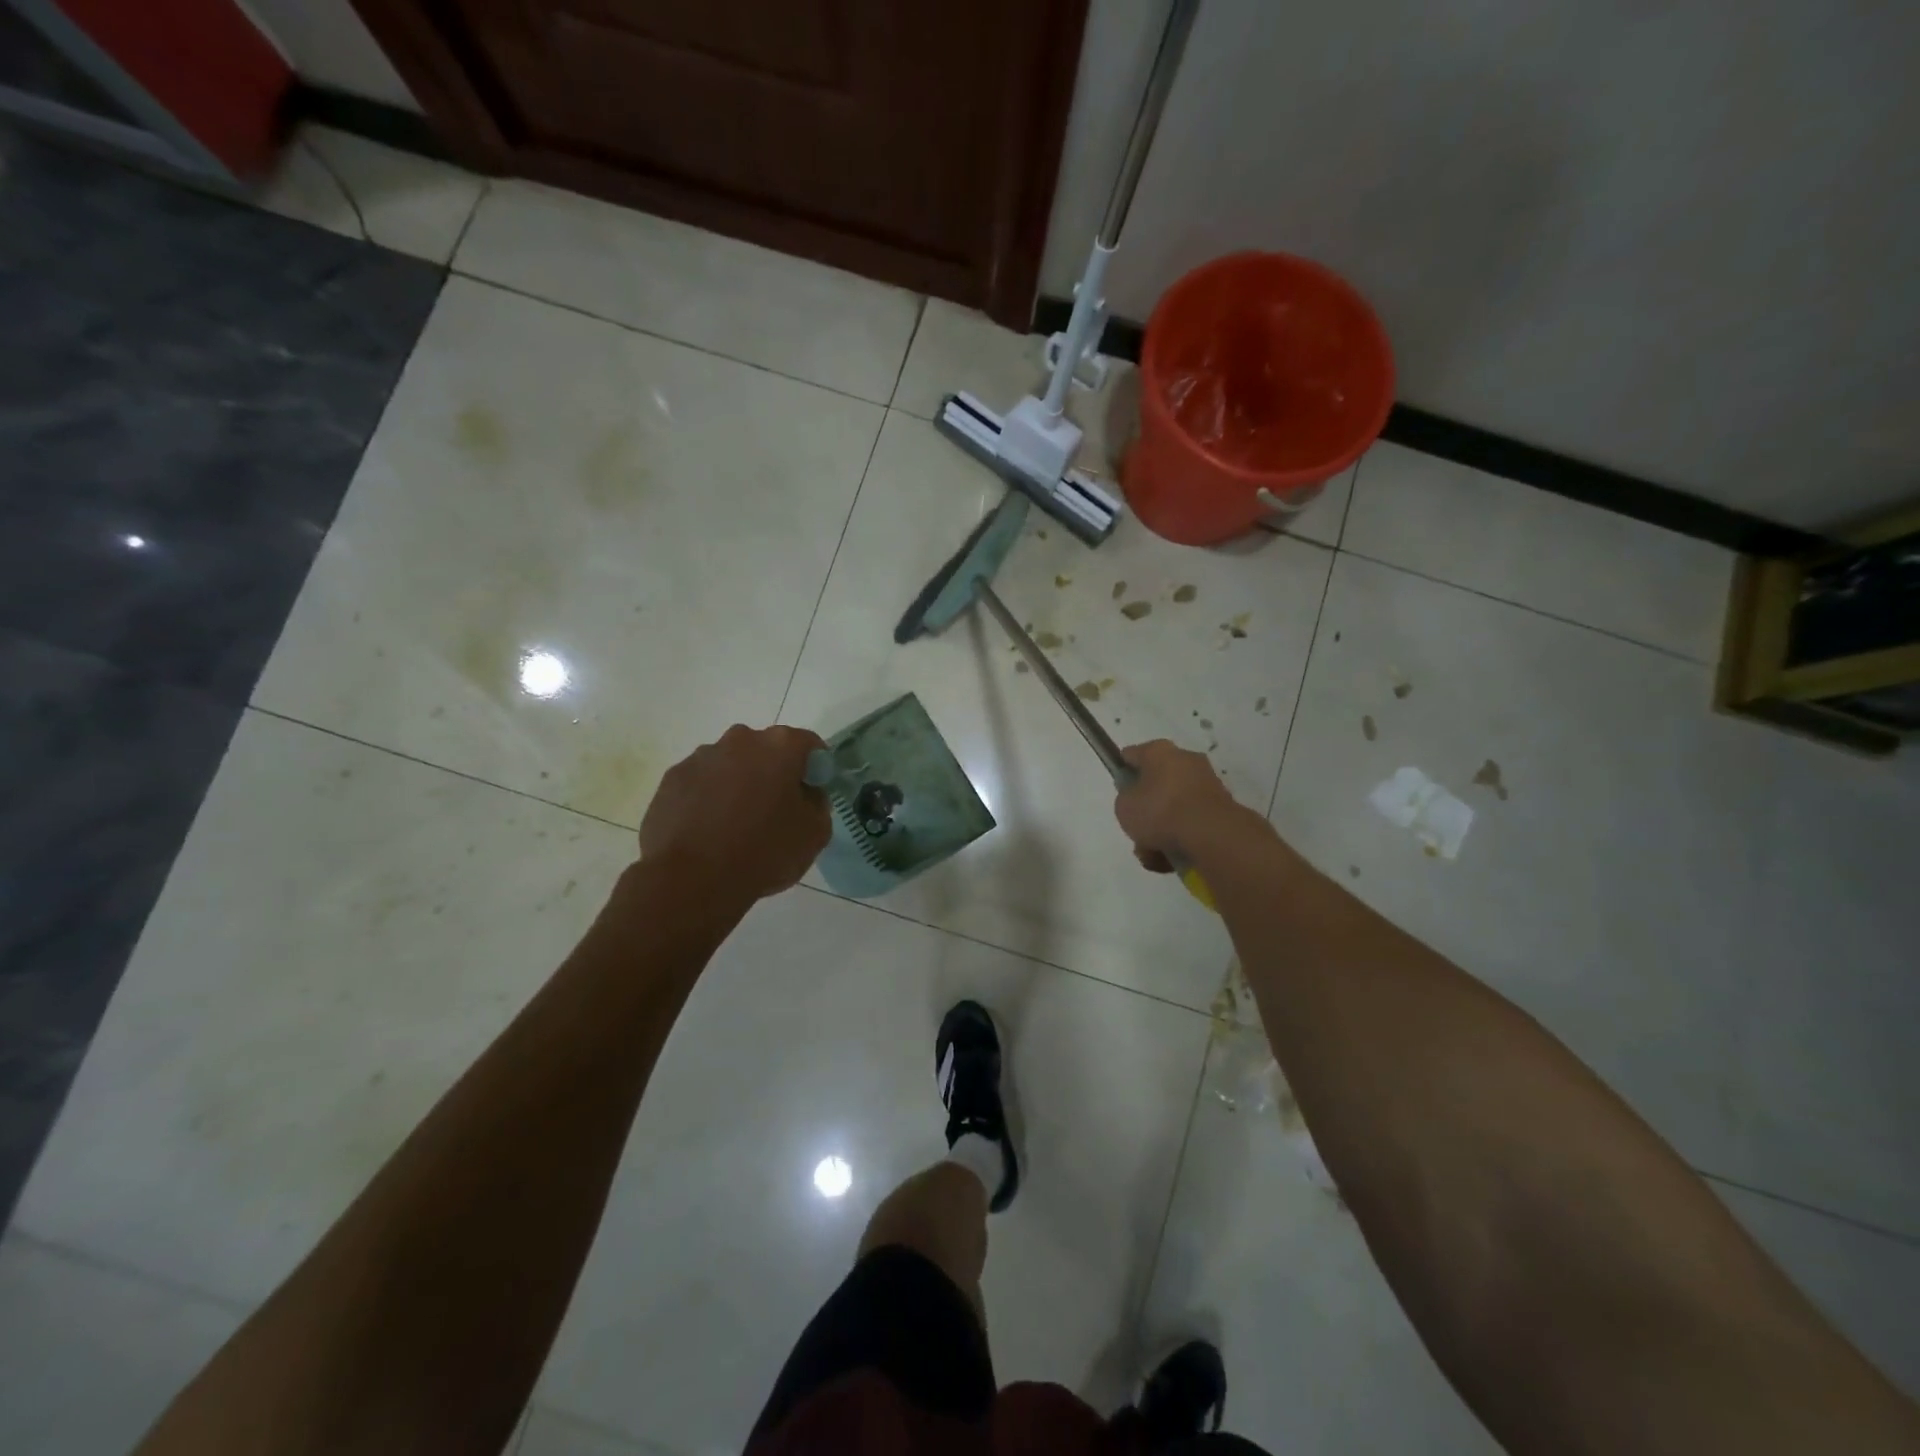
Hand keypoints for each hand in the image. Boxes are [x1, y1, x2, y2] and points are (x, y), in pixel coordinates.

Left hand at [640, 724, 830, 903]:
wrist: (691, 880)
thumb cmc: (763, 852)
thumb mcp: (815, 834)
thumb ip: (818, 804)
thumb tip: (805, 795)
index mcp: (780, 746)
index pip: (809, 745)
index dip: (815, 769)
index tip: (811, 795)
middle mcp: (740, 740)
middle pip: (766, 750)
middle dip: (773, 773)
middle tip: (775, 811)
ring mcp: (700, 757)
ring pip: (730, 765)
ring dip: (738, 784)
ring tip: (735, 825)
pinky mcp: (671, 779)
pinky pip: (701, 783)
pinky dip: (708, 799)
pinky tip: (708, 832)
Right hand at [1113, 739, 1250, 872]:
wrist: (1210, 834)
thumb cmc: (1160, 811)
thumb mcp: (1124, 806)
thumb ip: (1125, 798)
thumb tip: (1136, 798)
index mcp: (1159, 751)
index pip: (1132, 756)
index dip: (1122, 773)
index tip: (1120, 793)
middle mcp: (1185, 760)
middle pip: (1155, 786)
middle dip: (1146, 811)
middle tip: (1137, 830)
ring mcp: (1206, 784)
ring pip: (1173, 809)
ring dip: (1161, 831)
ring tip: (1152, 854)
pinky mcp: (1221, 809)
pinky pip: (1190, 823)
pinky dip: (1180, 839)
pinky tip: (1170, 859)